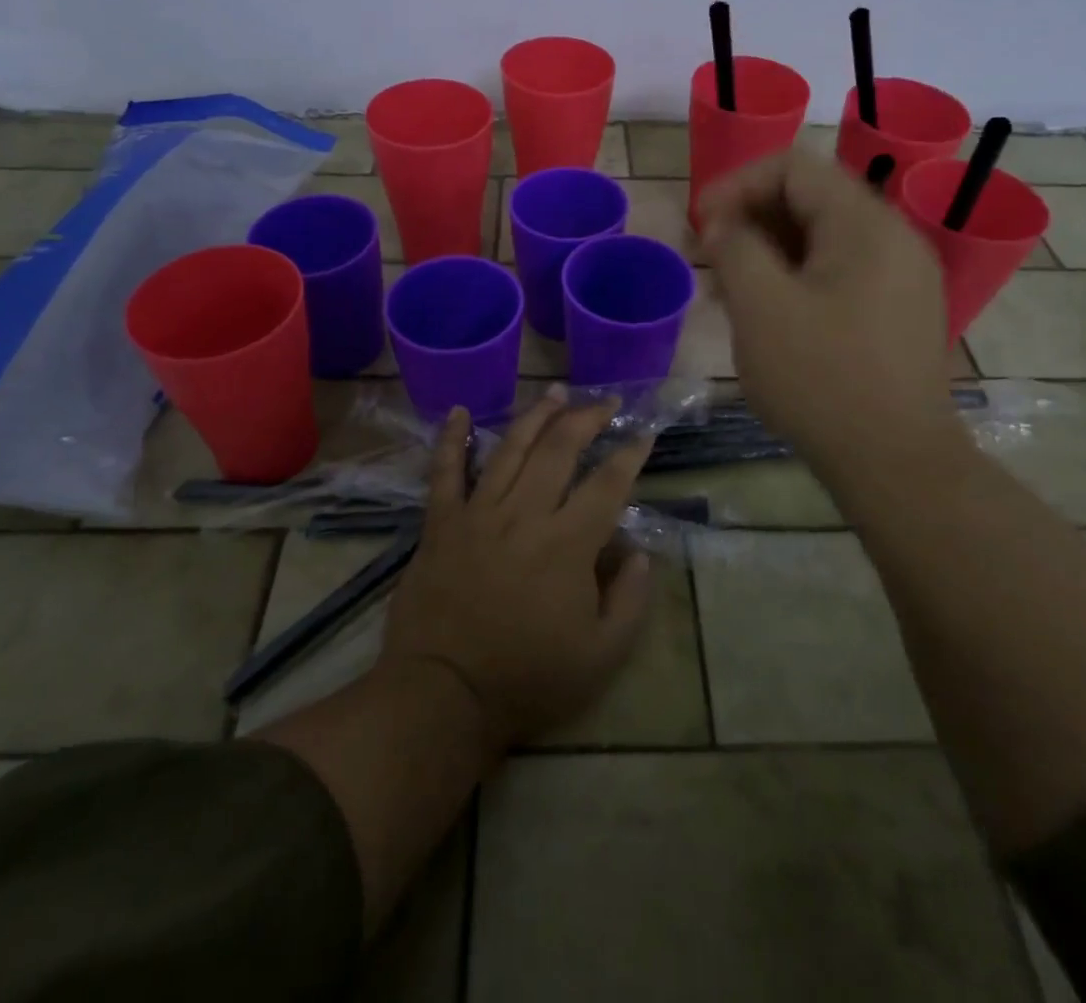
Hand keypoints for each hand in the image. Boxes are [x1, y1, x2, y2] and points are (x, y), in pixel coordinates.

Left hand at [382, 389, 655, 749]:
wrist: (444, 694)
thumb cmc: (528, 678)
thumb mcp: (601, 656)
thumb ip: (630, 600)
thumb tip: (638, 552)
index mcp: (568, 543)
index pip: (607, 483)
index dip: (629, 454)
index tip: (643, 433)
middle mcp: (525, 513)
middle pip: (559, 449)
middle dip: (586, 418)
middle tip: (603, 402)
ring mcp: (478, 512)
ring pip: (510, 448)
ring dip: (535, 415)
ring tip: (554, 391)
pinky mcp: (441, 522)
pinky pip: (444, 471)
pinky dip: (451, 439)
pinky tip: (458, 411)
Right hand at [697, 151, 970, 475]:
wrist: (895, 462)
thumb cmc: (821, 378)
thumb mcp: (761, 307)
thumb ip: (734, 248)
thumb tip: (723, 226)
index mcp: (865, 224)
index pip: (793, 167)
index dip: (736, 184)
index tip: (700, 224)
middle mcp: (893, 237)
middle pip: (810, 199)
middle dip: (750, 218)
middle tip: (708, 256)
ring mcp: (901, 276)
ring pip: (823, 239)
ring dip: (769, 250)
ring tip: (728, 287)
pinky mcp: (898, 311)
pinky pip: (840, 272)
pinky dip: (797, 277)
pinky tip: (766, 312)